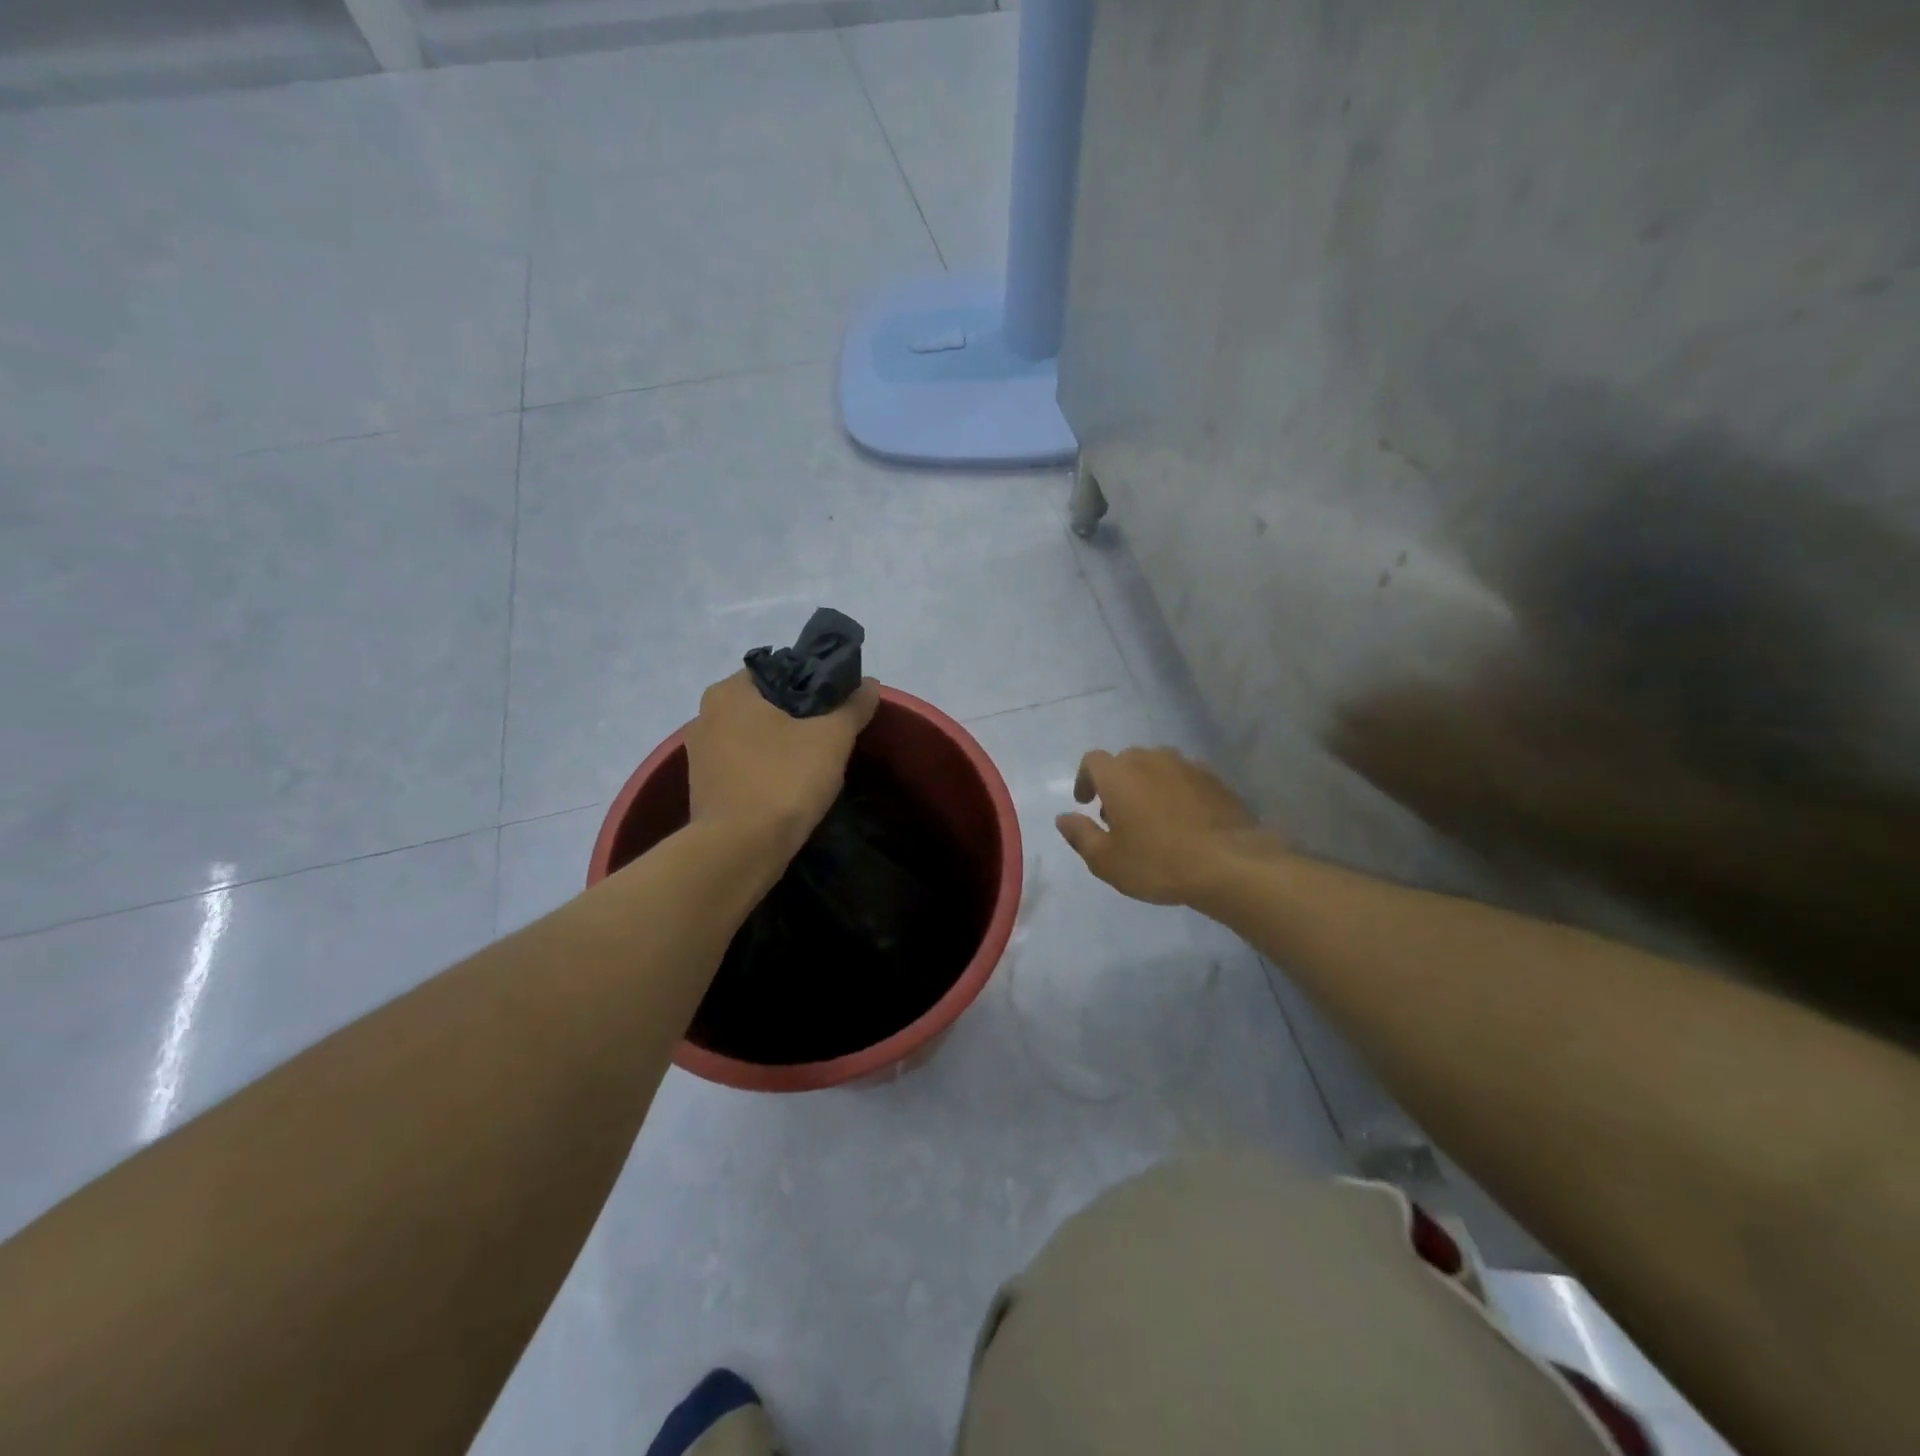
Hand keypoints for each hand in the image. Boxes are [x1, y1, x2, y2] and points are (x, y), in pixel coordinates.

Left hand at [685, 670, 880, 861]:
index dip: (814, 682)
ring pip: (756, 736)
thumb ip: (853, 706)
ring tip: (818, 762)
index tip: (840, 703)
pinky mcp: (705, 787)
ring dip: (785, 744)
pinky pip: (745, 765)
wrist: (738, 851)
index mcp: (729, 692)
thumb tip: (870, 684)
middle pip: (767, 704)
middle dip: (801, 716)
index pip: (780, 669)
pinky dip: (768, 769)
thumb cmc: (783, 781)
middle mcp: (706, 716)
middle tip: (834, 733)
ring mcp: (700, 755)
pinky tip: (792, 786)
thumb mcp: (832, 738)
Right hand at [1056, 747, 1281, 904]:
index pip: (1092, 761)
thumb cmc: (1158, 862)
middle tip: (1117, 817)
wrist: (1231, 864)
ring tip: (1151, 819)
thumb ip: (1080, 835)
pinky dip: (1175, 792)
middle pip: (1125, 761)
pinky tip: (1182, 821)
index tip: (1086, 803)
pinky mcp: (1214, 779)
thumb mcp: (1107, 860)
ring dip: (1147, 785)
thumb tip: (1063, 818)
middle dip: (1116, 783)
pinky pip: (1184, 778)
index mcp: (1119, 774)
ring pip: (1157, 767)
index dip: (1085, 779)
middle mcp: (1151, 759)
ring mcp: (1187, 766)